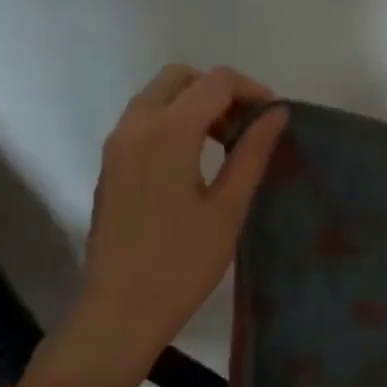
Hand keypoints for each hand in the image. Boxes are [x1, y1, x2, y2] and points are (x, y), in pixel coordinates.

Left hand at [29, 66, 286, 386]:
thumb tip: (276, 114)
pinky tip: (195, 161)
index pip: (216, 82)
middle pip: (180, 78)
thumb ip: (252, 153)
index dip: (252, 90)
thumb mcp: (228, 208)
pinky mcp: (110, 165)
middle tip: (248, 128)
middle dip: (219, 91)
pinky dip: (172, 122)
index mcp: (168, 131)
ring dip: (194, 104)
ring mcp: (116, 144)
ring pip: (157, 97)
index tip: (275, 117)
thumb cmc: (183, 263)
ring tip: (226, 144)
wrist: (121, 308)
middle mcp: (135, 125)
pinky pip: (143, 121)